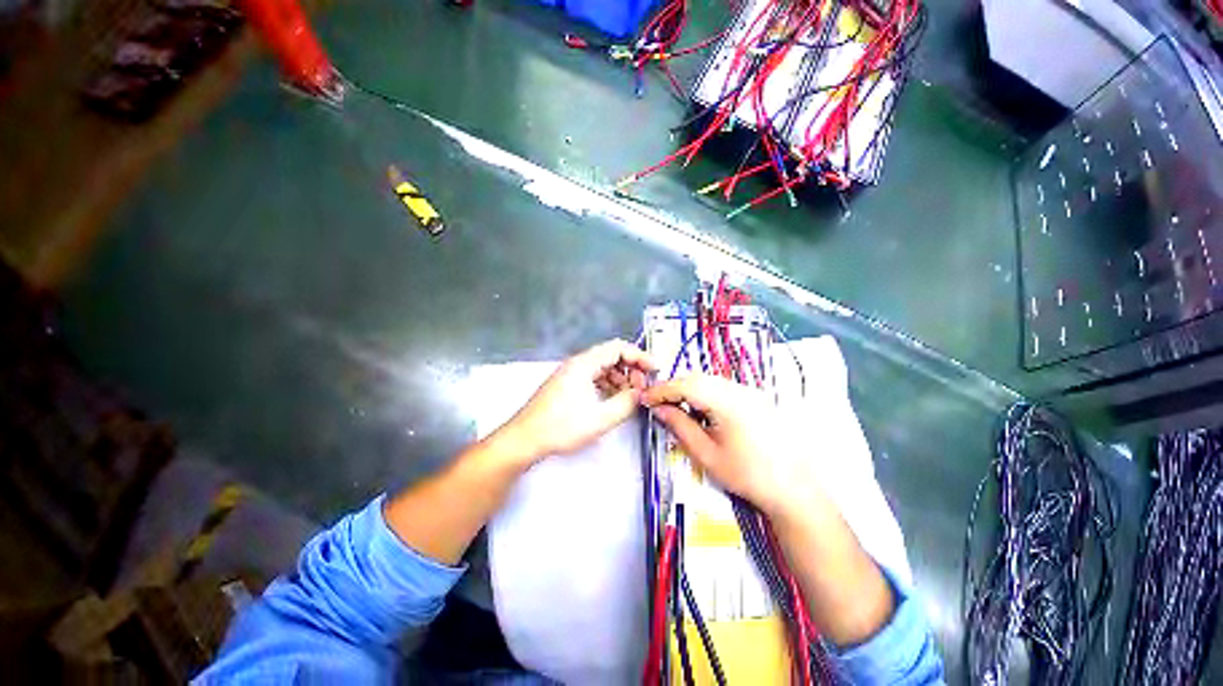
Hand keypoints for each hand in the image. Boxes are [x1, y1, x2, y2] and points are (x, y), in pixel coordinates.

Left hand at [497, 339, 656, 463]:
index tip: (655, 369)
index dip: (640, 356)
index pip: (618, 348)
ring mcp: (570, 374)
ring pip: (603, 368)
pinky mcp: (567, 385)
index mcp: (584, 364)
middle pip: (611, 356)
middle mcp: (577, 363)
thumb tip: (641, 393)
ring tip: (630, 397)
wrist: (524, 440)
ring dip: (620, 379)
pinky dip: (608, 386)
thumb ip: (626, 403)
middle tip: (642, 388)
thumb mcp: (600, 418)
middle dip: (631, 369)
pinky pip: (594, 378)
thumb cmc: (561, 427)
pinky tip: (613, 400)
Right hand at [641, 373, 818, 518]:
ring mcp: (750, 392)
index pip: (686, 385)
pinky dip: (704, 393)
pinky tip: (699, 409)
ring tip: (675, 406)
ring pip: (710, 380)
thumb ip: (680, 426)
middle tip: (657, 403)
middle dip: (674, 387)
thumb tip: (659, 409)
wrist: (793, 488)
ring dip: (689, 389)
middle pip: (697, 378)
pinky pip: (722, 387)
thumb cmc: (747, 475)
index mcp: (727, 402)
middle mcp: (739, 390)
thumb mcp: (707, 454)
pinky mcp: (755, 398)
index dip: (662, 390)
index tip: (644, 398)